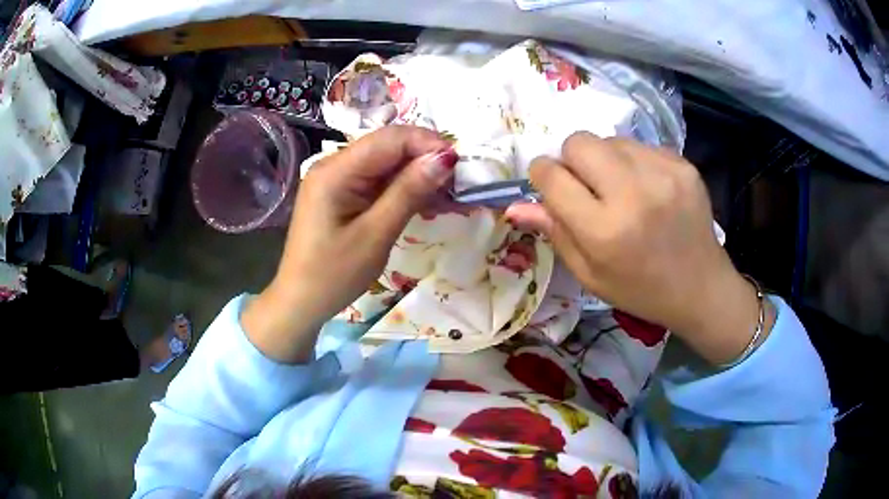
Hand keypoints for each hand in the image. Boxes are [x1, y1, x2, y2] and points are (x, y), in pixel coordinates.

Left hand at [243, 126, 456, 362]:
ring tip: (446, 193)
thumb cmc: (334, 274)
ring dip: (416, 173)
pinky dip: (402, 187)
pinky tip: (423, 200)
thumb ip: (408, 192)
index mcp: (335, 170)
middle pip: (387, 146)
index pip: (389, 139)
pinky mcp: (341, 193)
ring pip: (385, 162)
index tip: (459, 163)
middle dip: (424, 157)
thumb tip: (444, 159)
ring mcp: (336, 178)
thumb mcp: (375, 235)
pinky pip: (376, 180)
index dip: (427, 143)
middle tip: (457, 181)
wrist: (301, 302)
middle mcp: (333, 165)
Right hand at [506, 132, 770, 364]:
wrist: (701, 287)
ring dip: (606, 160)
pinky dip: (635, 162)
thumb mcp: (591, 275)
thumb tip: (515, 205)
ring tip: (623, 189)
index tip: (550, 184)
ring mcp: (663, 174)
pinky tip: (649, 189)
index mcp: (604, 230)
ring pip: (610, 139)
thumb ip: (555, 233)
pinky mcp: (683, 165)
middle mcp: (633, 193)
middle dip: (572, 159)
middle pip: (579, 141)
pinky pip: (641, 146)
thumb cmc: (641, 290)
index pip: (552, 176)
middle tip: (588, 186)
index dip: (542, 175)